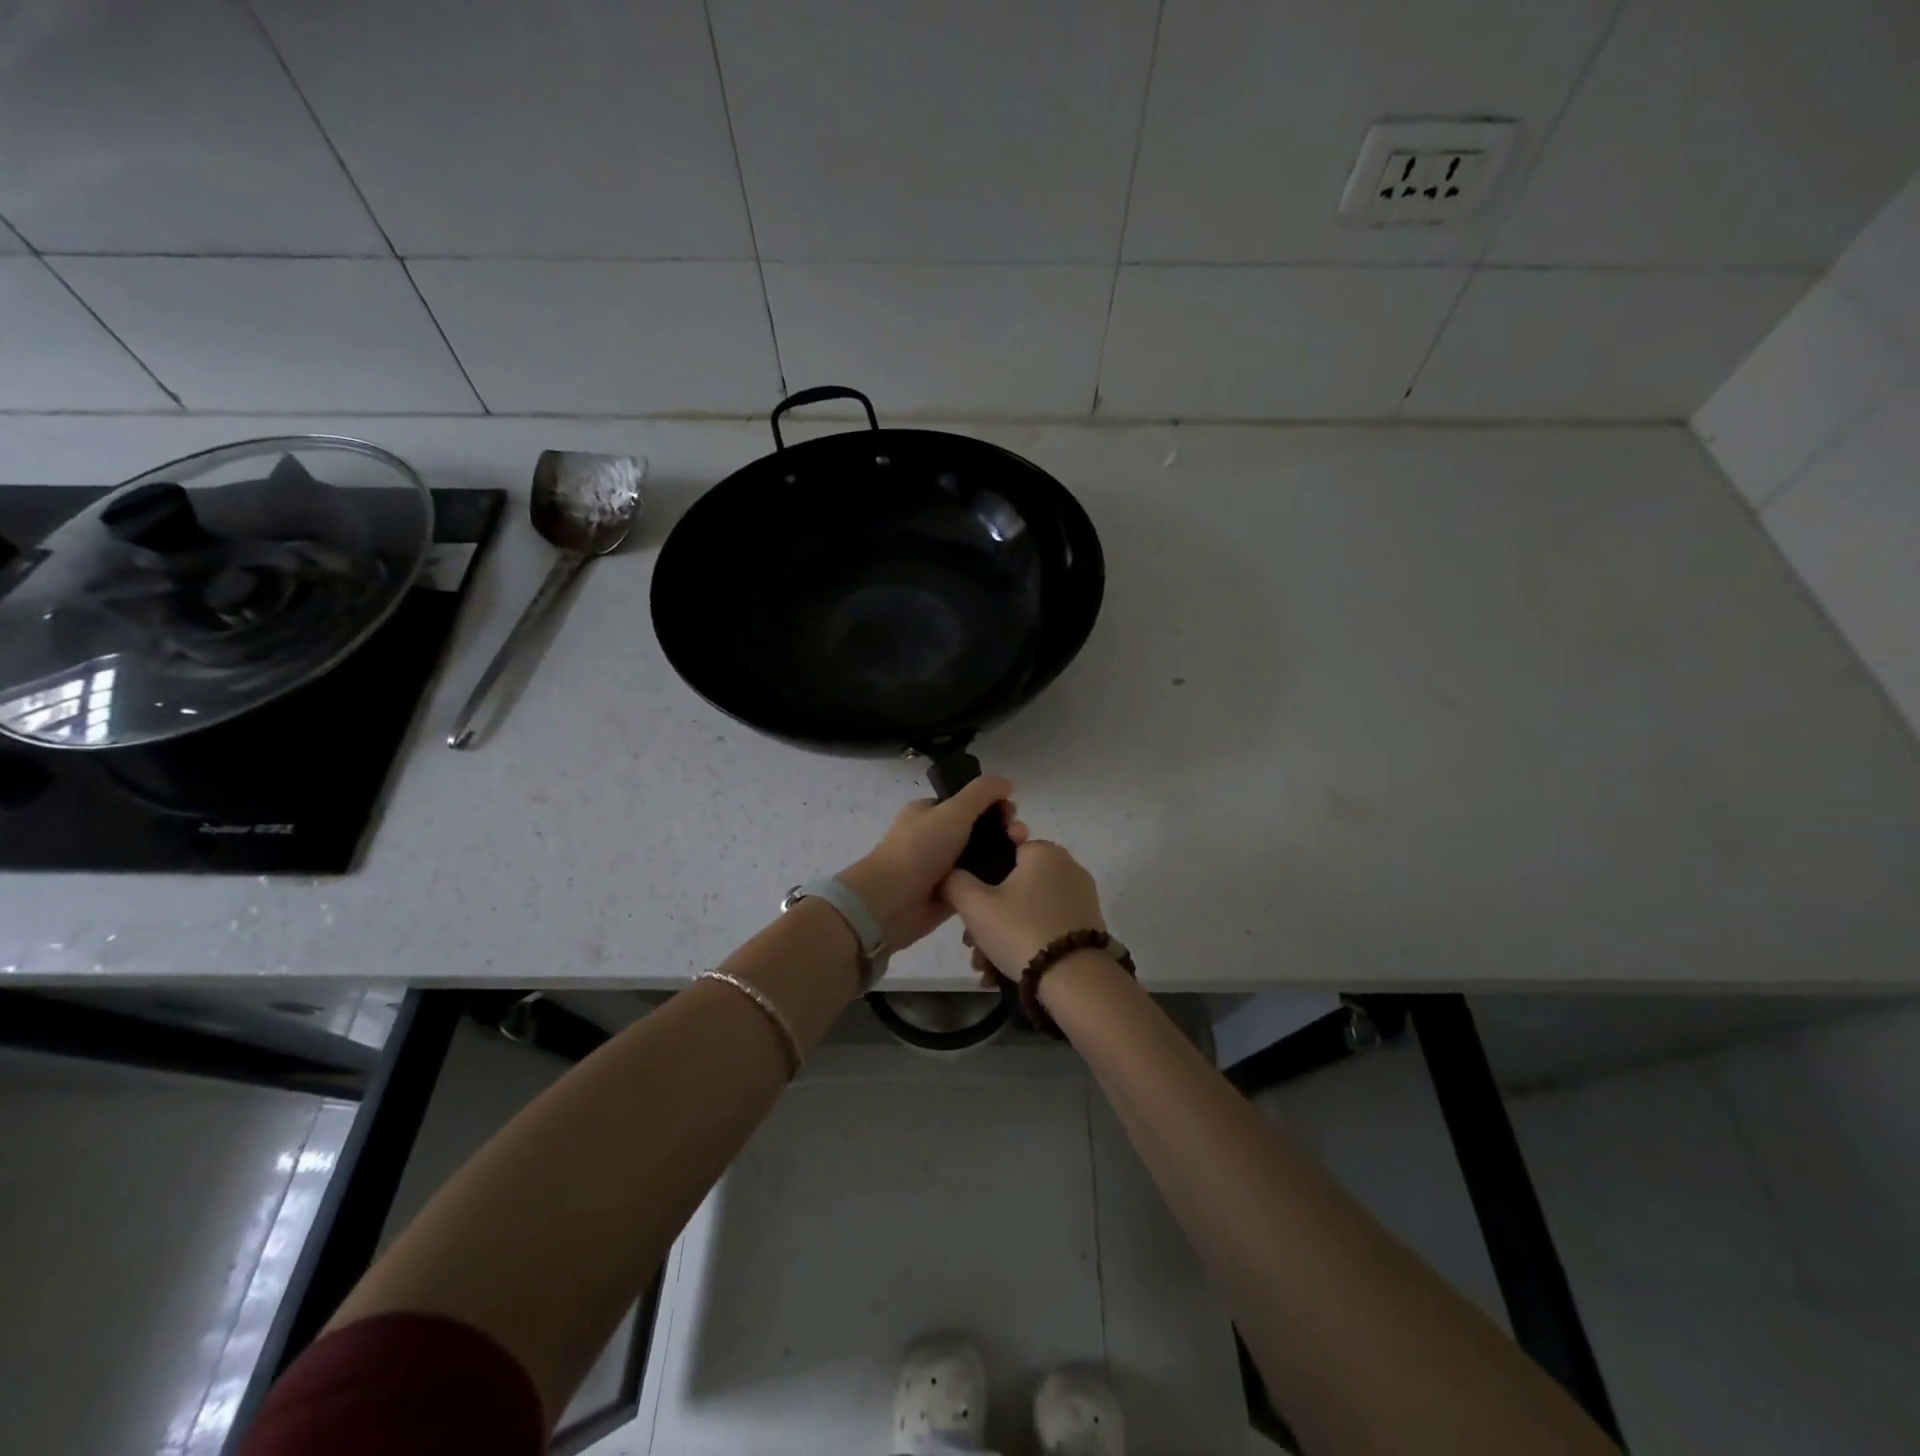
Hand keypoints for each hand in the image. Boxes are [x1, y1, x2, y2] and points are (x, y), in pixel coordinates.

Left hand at [837, 776, 1029, 951]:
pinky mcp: (949, 894)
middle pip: (979, 829)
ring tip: (1022, 859)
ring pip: (980, 857)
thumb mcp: (954, 810)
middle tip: (1020, 838)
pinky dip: (993, 881)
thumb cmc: (920, 849)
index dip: (994, 804)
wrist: (892, 902)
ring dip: (1003, 855)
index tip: (1012, 813)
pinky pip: (977, 883)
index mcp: (929, 811)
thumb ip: (983, 792)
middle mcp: (934, 837)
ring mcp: (941, 867)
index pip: (969, 802)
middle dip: (1003, 830)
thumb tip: (1009, 782)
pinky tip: (1013, 882)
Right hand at [941, 839, 1106, 980]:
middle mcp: (1067, 866)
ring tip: (986, 968)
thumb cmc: (1020, 930)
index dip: (979, 879)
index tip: (968, 907)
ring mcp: (1081, 896)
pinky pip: (1047, 925)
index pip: (1001, 852)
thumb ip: (954, 881)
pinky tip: (1006, 971)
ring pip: (1028, 910)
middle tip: (972, 946)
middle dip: (988, 917)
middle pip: (1013, 887)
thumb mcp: (974, 905)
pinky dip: (1026, 942)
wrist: (1074, 979)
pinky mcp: (1088, 923)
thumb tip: (951, 874)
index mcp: (1043, 851)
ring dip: (1003, 935)